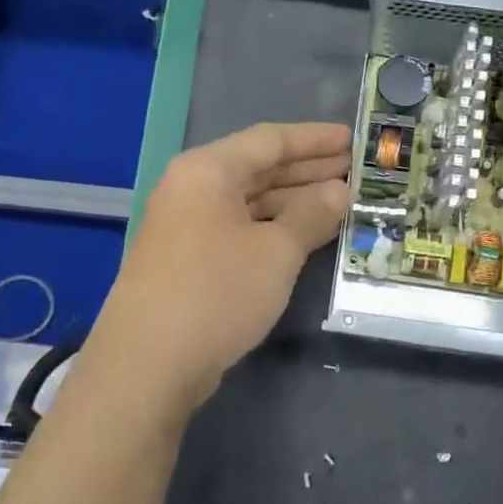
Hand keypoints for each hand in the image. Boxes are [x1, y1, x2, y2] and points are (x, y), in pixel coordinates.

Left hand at [83, 122, 350, 417]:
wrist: (148, 364)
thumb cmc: (217, 292)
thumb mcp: (276, 251)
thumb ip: (311, 214)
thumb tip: (339, 191)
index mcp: (207, 170)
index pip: (269, 140)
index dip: (314, 139)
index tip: (353, 139)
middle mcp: (191, 188)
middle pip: (258, 168)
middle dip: (307, 169)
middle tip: (354, 170)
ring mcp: (185, 225)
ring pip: (249, 201)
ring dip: (293, 200)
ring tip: (339, 201)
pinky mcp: (187, 259)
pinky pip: (238, 228)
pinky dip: (272, 227)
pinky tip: (303, 234)